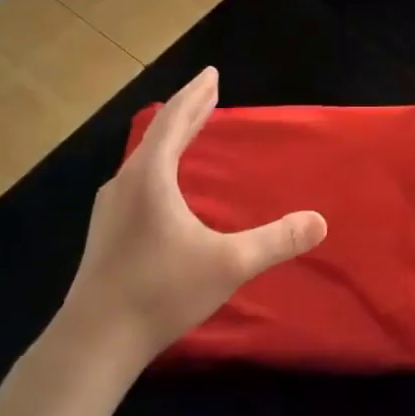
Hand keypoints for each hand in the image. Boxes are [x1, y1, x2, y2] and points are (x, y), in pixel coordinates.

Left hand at [58, 67, 326, 364]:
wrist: (94, 340)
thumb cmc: (160, 293)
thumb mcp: (228, 265)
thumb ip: (276, 241)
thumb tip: (319, 221)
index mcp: (150, 178)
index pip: (174, 122)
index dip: (195, 96)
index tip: (212, 74)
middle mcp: (125, 184)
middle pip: (158, 135)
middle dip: (187, 111)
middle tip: (209, 91)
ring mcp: (110, 209)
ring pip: (144, 158)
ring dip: (171, 139)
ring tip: (190, 131)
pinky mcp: (107, 232)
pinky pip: (138, 180)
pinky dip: (160, 164)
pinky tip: (166, 185)